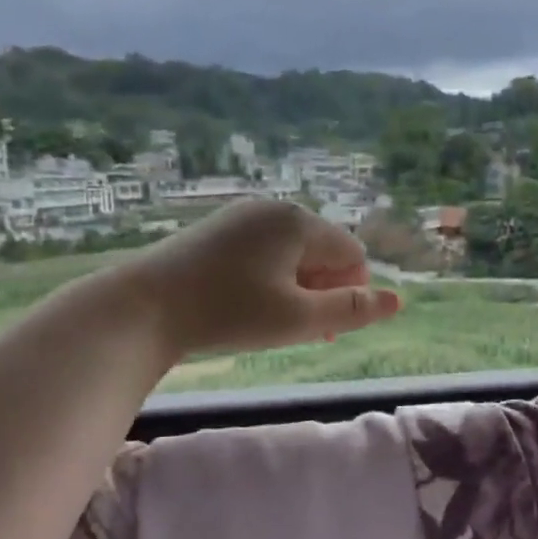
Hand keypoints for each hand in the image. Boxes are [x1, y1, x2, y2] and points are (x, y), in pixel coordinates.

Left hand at [118, 198, 401, 362]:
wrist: (140, 309)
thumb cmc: (228, 313)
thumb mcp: (299, 319)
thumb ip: (352, 310)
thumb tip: (398, 301)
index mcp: (299, 221)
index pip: (351, 254)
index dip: (349, 293)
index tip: (323, 328)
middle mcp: (273, 208)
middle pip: (322, 250)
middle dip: (322, 290)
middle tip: (300, 330)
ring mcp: (240, 217)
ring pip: (291, 253)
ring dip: (296, 287)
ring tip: (272, 321)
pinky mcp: (214, 231)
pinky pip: (262, 251)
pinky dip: (268, 278)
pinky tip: (245, 304)